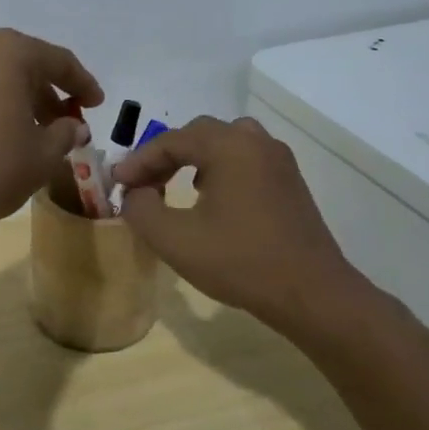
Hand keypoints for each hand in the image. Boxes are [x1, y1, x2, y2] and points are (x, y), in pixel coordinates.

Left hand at [0, 29, 102, 234]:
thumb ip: (65, 134)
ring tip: (29, 132)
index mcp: (7, 51)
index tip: (97, 105)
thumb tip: (72, 126)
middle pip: (21, 65)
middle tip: (64, 123)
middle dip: (46, 93)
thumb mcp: (42, 156)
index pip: (58, 61)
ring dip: (14, 100)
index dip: (83, 84)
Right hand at [112, 115, 377, 335]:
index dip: (138, 161)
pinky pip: (245, 160)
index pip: (170, 140)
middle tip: (142, 184)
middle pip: (199, 134)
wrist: (312, 295)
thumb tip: (134, 193)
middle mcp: (256, 142)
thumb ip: (140, 208)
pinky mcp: (290, 184)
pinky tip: (209, 199)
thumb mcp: (174, 239)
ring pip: (225, 143)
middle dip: (164, 156)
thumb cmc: (240, 262)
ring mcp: (279, 162)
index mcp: (229, 146)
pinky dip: (219, 169)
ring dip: (194, 159)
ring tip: (174, 186)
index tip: (116, 184)